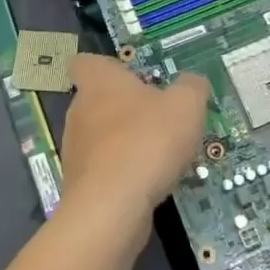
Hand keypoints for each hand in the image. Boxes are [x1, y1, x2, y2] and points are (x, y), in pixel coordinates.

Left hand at [60, 55, 209, 233]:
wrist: (112, 207)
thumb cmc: (147, 141)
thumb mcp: (186, 105)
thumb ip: (191, 87)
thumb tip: (193, 82)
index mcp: (98, 81)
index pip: (85, 62)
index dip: (107, 67)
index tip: (132, 76)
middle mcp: (79, 110)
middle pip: (99, 100)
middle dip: (127, 108)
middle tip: (161, 117)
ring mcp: (76, 149)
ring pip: (102, 137)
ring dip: (126, 142)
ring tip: (161, 154)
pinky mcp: (80, 184)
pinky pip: (104, 169)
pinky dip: (124, 172)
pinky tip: (150, 182)